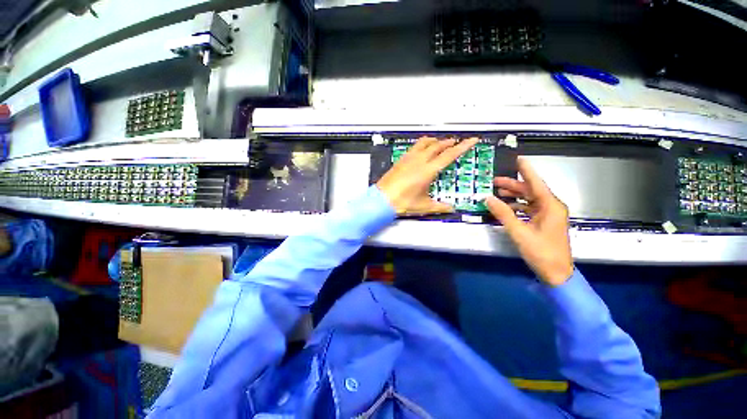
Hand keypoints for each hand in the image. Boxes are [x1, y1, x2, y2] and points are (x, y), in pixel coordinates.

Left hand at [377, 137, 478, 214]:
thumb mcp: (424, 206)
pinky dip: (422, 144)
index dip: (463, 147)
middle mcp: (419, 160)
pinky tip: (421, 149)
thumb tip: (450, 208)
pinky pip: (414, 146)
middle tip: (456, 143)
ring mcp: (408, 158)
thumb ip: (440, 207)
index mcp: (428, 170)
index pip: (449, 155)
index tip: (472, 140)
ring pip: (425, 142)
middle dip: (449, 143)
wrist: (381, 199)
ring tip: (440, 142)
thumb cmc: (402, 202)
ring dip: (435, 141)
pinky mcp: (401, 160)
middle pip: (437, 145)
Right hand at [485, 157, 573, 285]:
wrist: (556, 274)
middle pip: (531, 191)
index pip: (536, 183)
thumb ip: (503, 213)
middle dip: (513, 185)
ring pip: (529, 199)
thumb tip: (487, 198)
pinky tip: (505, 207)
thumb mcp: (519, 232)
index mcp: (550, 206)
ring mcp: (548, 215)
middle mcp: (551, 207)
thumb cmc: (541, 252)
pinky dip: (517, 206)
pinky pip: (529, 209)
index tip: (518, 158)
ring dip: (514, 195)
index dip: (527, 170)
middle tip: (494, 180)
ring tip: (497, 192)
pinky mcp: (544, 223)